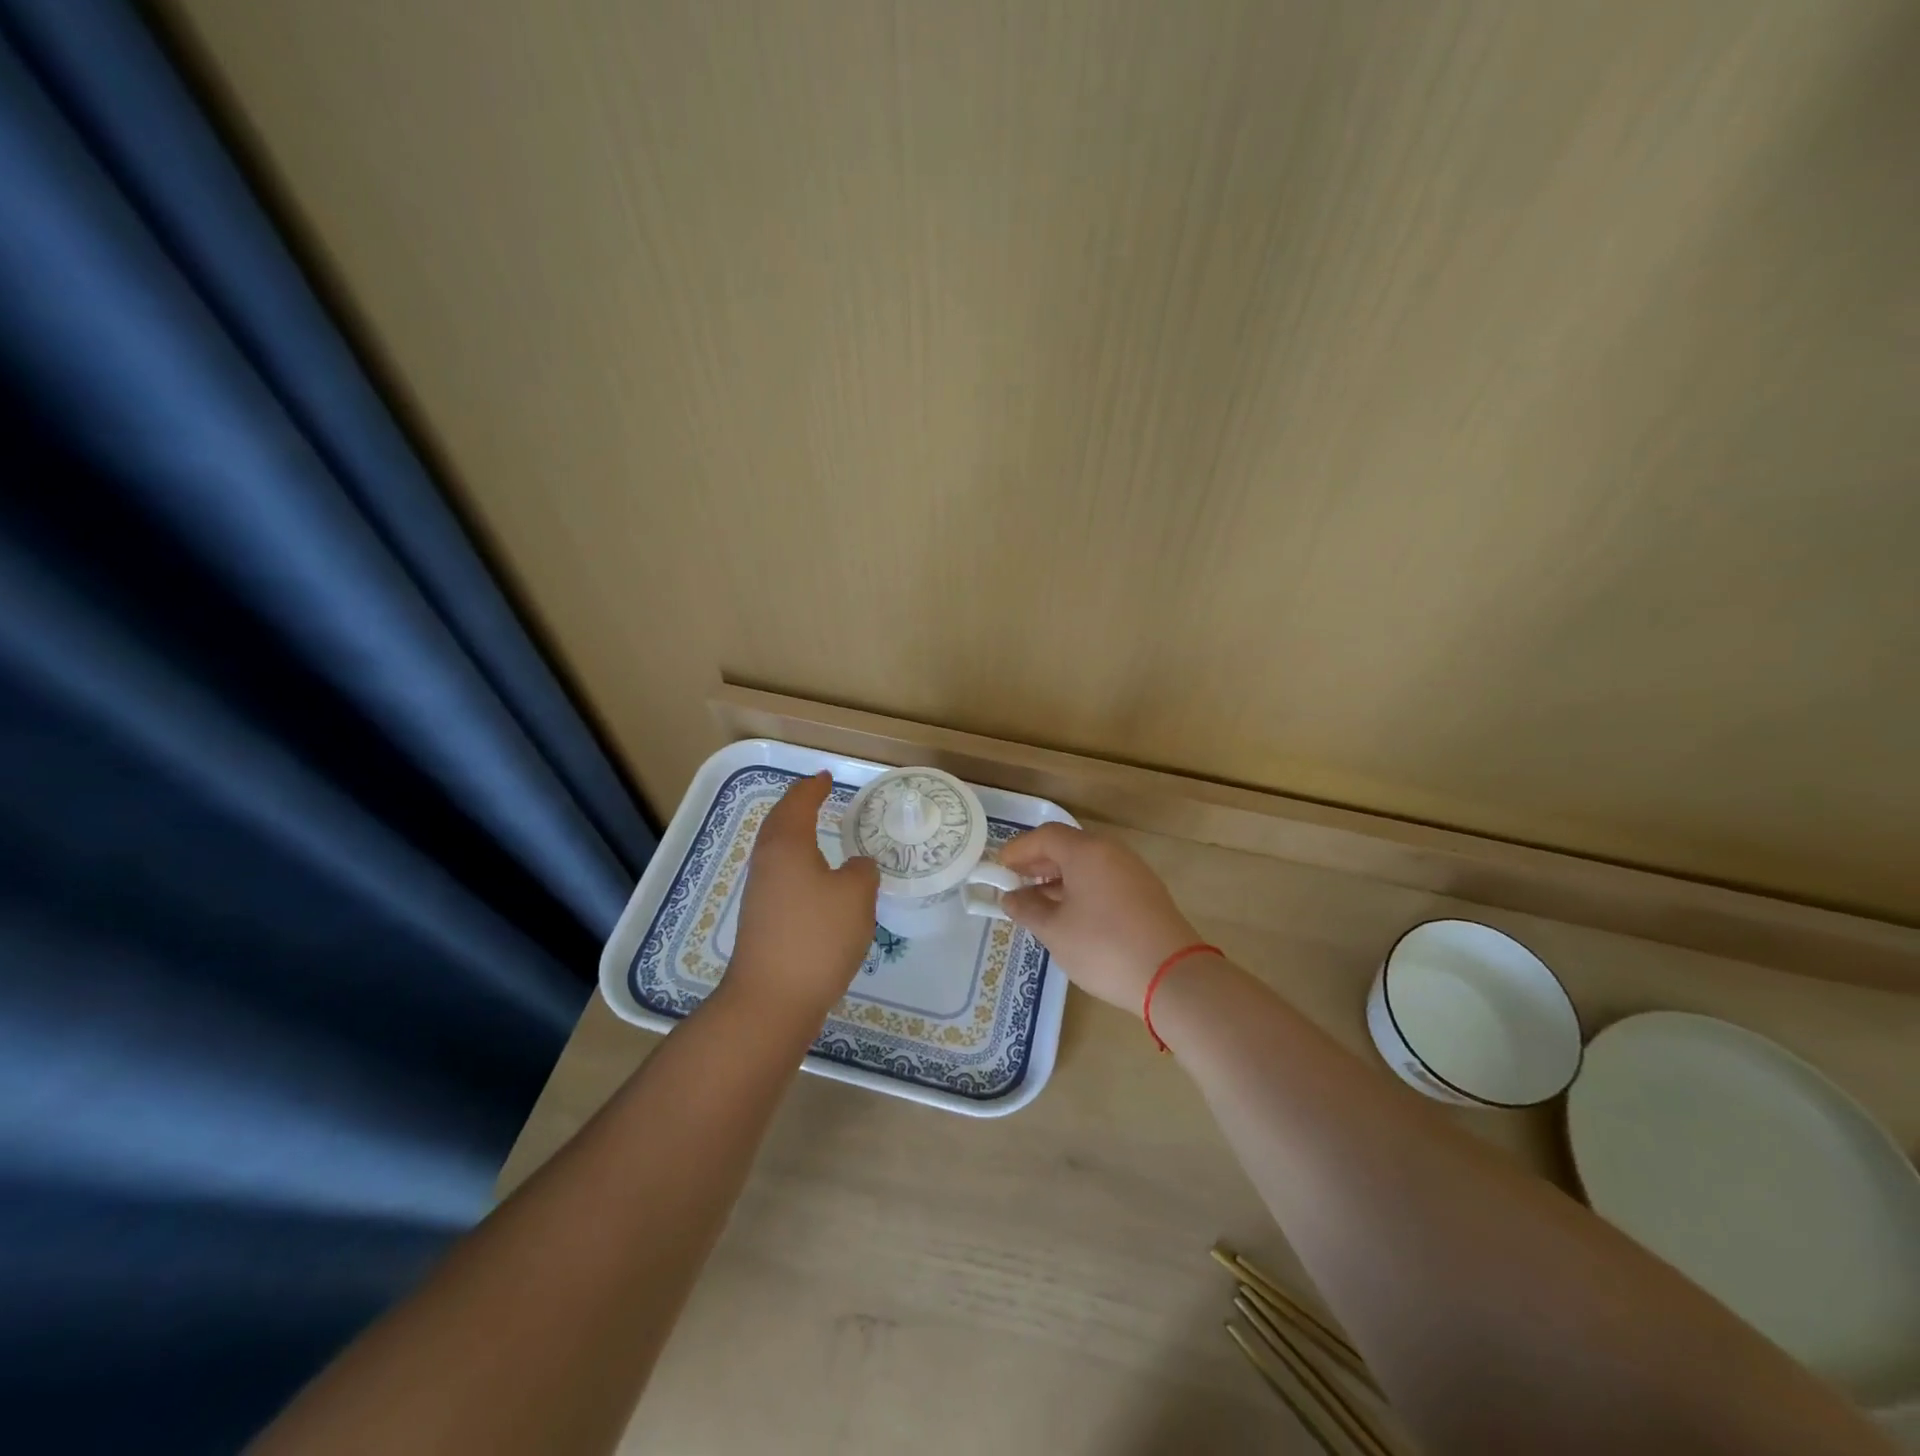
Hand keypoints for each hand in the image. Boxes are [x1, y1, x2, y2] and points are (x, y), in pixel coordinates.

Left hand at [723, 772, 879, 1021]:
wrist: (772, 999)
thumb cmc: (817, 937)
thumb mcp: (856, 896)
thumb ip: (862, 871)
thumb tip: (856, 866)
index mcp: (787, 846)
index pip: (798, 804)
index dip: (813, 788)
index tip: (825, 777)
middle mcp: (767, 863)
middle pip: (778, 823)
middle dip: (797, 806)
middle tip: (817, 796)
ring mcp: (760, 894)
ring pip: (776, 851)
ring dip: (795, 835)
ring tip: (817, 832)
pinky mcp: (761, 921)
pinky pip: (780, 875)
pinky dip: (796, 863)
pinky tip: (815, 880)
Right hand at [998, 824, 1203, 1011]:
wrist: (1173, 978)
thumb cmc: (1104, 948)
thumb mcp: (1055, 931)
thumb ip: (1027, 909)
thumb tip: (1009, 898)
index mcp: (1087, 852)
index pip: (1044, 836)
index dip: (1018, 850)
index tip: (998, 870)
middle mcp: (1111, 852)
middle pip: (1067, 846)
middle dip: (1037, 863)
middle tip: (1014, 885)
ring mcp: (1132, 871)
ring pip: (1087, 864)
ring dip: (1058, 878)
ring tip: (1037, 904)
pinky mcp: (1145, 893)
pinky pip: (1103, 879)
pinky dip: (1080, 888)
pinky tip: (1069, 915)